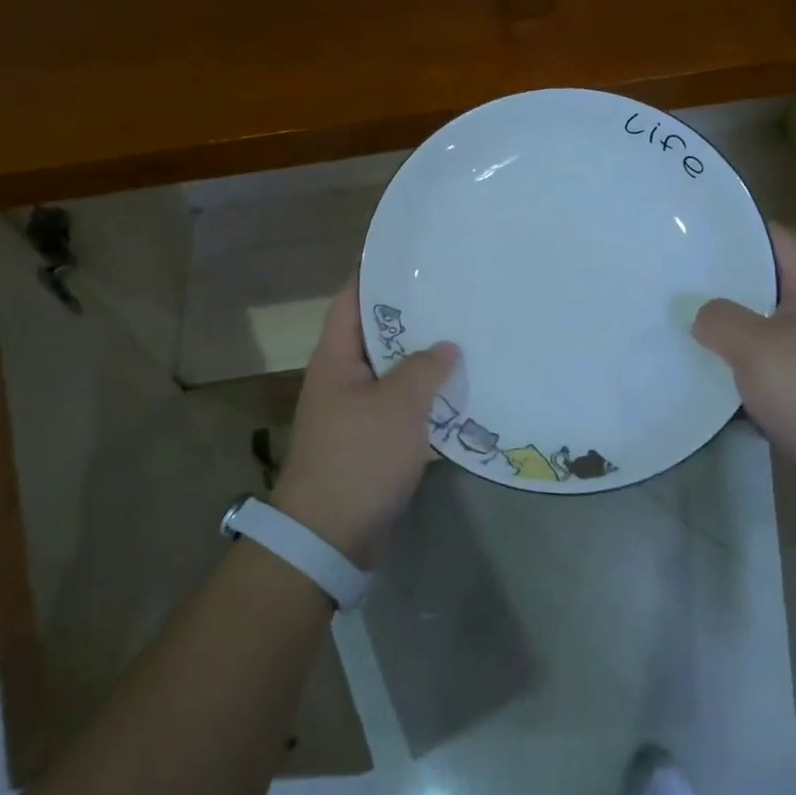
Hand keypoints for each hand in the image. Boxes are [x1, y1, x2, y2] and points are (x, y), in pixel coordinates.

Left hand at [273, 280, 458, 568]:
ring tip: (465, 338)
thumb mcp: (397, 406)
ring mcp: (353, 412)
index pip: (352, 300)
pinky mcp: (369, 442)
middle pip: (376, 335)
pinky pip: (400, 408)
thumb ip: (424, 369)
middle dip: (412, 318)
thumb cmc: (359, 457)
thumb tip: (446, 347)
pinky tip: (458, 393)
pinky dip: (424, 399)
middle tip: (454, 297)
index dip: (377, 275)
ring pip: (392, 373)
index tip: (415, 258)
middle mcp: (341, 378)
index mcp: (336, 358)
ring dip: (423, 361)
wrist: (330, 535)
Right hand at [692, 223, 795, 510]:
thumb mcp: (758, 347)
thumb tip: (698, 314)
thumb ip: (719, 319)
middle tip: (664, 270)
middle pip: (754, 281)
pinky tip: (688, 361)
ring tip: (666, 312)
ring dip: (714, 322)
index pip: (770, 238)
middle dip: (712, 278)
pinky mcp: (791, 384)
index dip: (732, 227)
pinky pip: (749, 360)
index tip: (685, 226)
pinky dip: (723, 359)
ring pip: (749, 323)